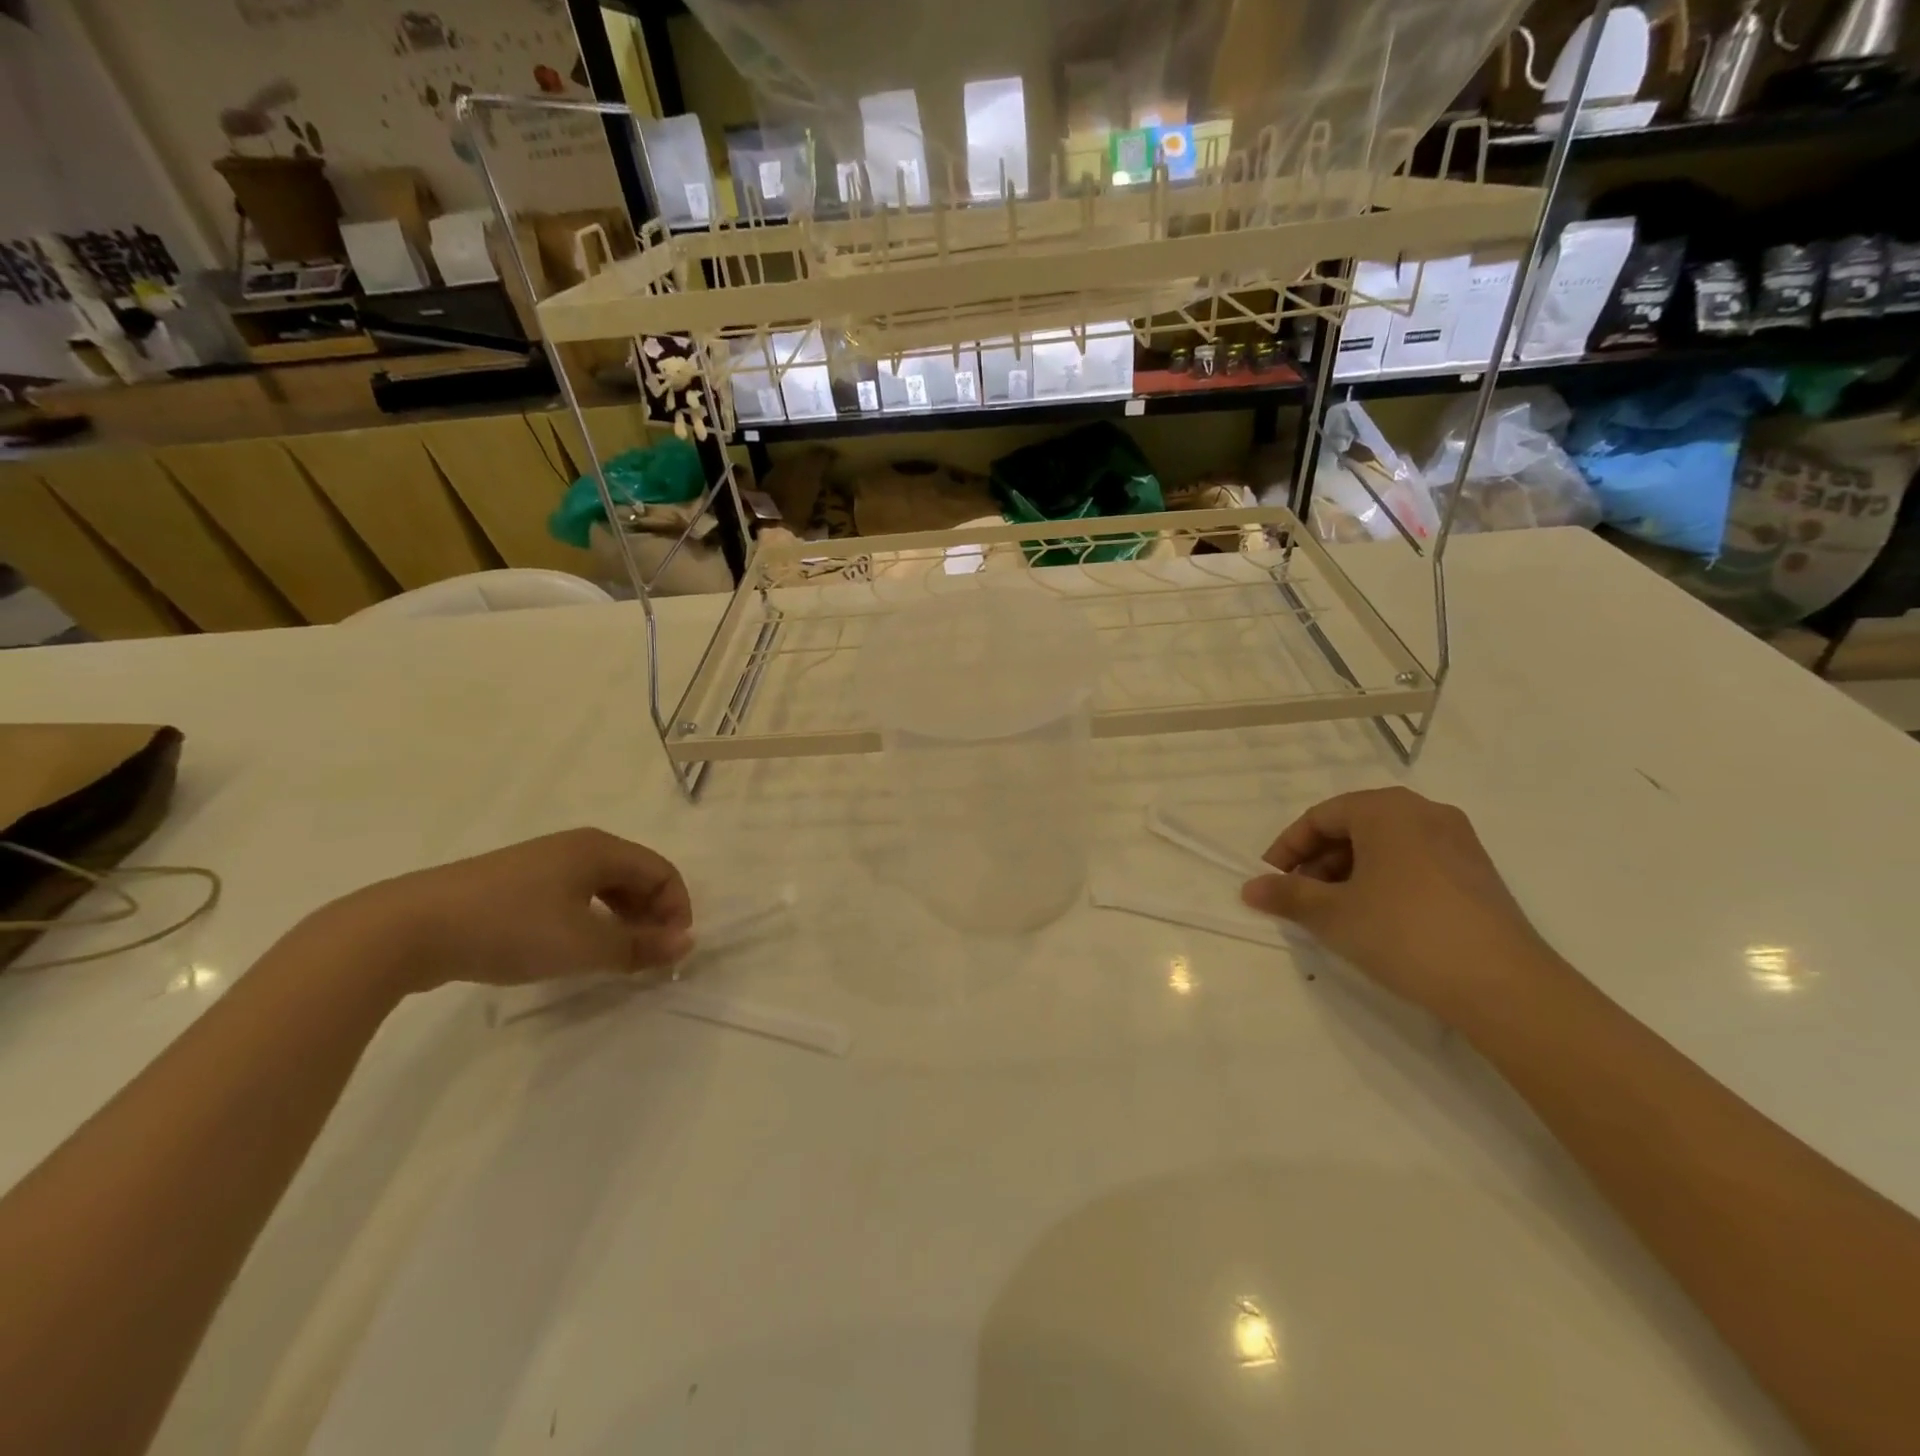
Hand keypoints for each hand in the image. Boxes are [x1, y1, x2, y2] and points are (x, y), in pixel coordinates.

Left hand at [319, 829, 693, 994]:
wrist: (407, 929)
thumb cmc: (509, 928)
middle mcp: (577, 847)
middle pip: (636, 876)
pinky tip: (575, 949)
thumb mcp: (583, 944)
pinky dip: (591, 920)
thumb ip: (639, 947)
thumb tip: (686, 944)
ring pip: (604, 887)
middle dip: (651, 916)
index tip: (670, 952)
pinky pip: (574, 896)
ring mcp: (543, 863)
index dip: (676, 910)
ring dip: (622, 920)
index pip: (662, 871)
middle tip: (647, 958)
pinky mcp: (516, 884)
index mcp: (599, 848)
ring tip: (616, 958)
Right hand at [1241, 788, 1556, 1023]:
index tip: (1271, 882)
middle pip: (1353, 827)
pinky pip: (1413, 863)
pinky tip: (1376, 919)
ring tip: (1335, 913)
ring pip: (1384, 846)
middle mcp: (1424, 812)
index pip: (1320, 817)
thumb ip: (1287, 895)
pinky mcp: (1477, 874)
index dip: (1287, 849)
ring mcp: (1458, 842)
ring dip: (1348, 874)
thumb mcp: (1332, 914)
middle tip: (1300, 900)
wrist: (1504, 986)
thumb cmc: (1403, 932)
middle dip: (1318, 862)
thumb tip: (1250, 887)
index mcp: (1386, 809)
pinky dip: (1383, 881)